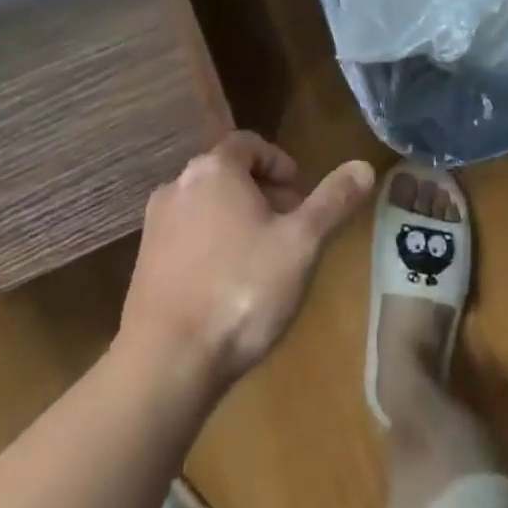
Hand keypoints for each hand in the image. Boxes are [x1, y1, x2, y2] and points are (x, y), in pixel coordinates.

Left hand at [117, 132, 373, 389]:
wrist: (165, 364)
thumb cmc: (240, 290)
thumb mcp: (301, 244)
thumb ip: (333, 202)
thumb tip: (364, 165)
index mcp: (215, 168)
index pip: (249, 143)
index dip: (277, 162)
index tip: (299, 194)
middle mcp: (179, 184)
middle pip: (227, 174)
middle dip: (261, 194)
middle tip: (288, 228)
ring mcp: (155, 226)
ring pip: (205, 207)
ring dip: (234, 221)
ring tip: (261, 259)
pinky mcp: (142, 266)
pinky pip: (185, 239)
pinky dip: (209, 248)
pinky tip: (227, 288)